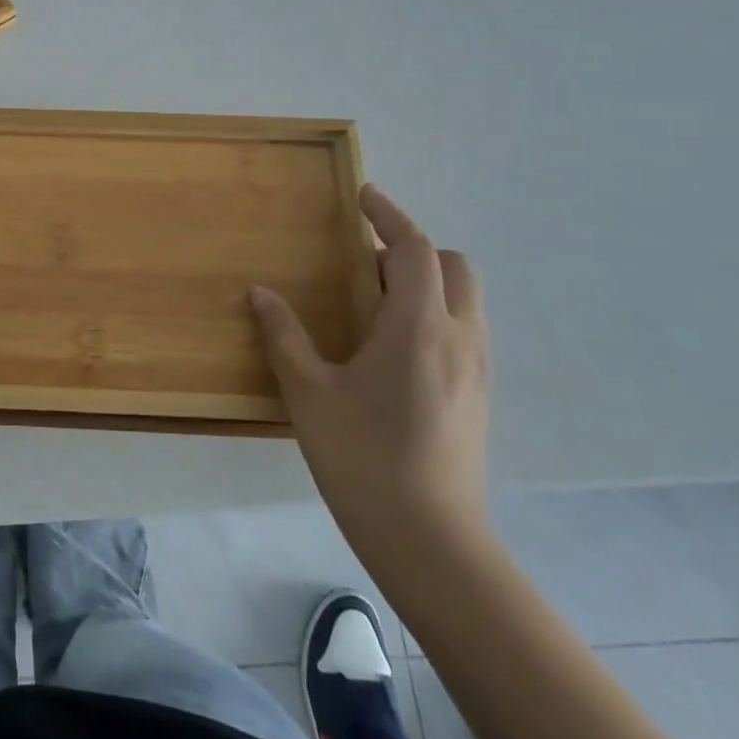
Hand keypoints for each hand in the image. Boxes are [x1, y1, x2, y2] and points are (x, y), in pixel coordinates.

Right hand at [250, 184, 489, 558]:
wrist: (432, 542)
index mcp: (417, 327)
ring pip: (464, 300)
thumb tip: (260, 293)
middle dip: (414, 249)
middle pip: (454, 267)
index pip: (415, 251)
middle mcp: (458, 339)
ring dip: (424, 283)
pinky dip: (433, 314)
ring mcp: (476, 370)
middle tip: (363, 261)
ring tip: (371, 302)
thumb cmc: (363, 458)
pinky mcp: (479, 397)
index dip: (389, 217)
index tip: (363, 196)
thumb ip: (284, 335)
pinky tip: (390, 347)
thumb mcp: (309, 392)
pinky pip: (462, 330)